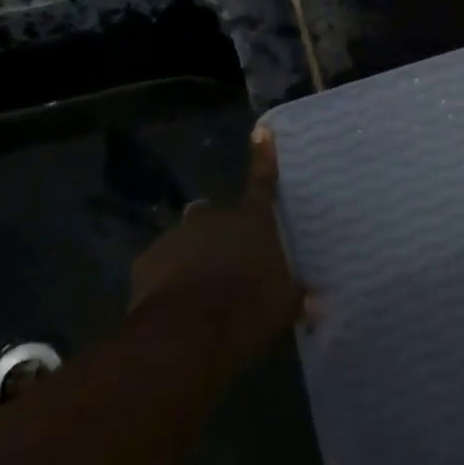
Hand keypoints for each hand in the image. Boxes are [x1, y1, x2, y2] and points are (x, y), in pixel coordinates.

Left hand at [127, 125, 306, 366]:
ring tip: (195, 287)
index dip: (263, 155)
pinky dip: (165, 277)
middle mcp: (214, 218)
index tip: (261, 130)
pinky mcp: (146, 261)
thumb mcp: (284, 305)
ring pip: (184, 237)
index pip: (263, 180)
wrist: (186, 334)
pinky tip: (172, 302)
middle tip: (223, 257)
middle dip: (216, 229)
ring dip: (190, 254)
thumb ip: (297, 295)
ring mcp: (176, 236)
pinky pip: (159, 264)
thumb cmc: (247, 308)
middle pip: (213, 213)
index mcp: (253, 219)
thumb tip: (317, 301)